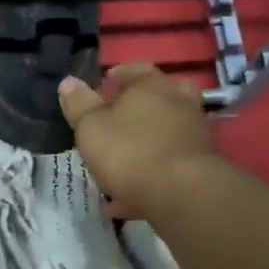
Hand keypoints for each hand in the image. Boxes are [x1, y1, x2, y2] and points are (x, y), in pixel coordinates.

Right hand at [58, 64, 214, 218]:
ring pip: (164, 134)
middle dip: (136, 110)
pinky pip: (168, 165)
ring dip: (144, 145)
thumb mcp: (90, 126)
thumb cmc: (128, 150)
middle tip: (114, 124)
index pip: (135, 70)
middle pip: (157, 99)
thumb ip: (79, 104)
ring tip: (118, 166)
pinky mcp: (200, 165)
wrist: (180, 193)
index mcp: (152, 86)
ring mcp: (194, 133)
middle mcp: (179, 103)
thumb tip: (68, 81)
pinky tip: (127, 199)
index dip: (117, 78)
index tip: (101, 90)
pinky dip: (149, 176)